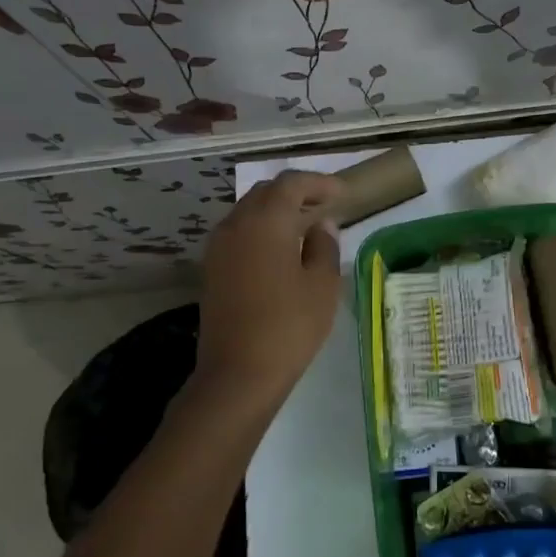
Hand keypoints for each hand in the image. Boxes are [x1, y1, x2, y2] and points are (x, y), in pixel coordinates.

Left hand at [194, 170, 342, 404]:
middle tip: (325, 205)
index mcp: (266, 221)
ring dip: (277, 211)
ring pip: (249, 212)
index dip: (319, 183)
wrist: (238, 373)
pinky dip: (262, 230)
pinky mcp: (212, 269)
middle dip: (296, 192)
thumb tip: (321, 225)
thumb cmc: (289, 326)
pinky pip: (239, 233)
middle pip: (266, 192)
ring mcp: (218, 247)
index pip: (291, 183)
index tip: (343, 193)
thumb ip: (325, 246)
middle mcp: (236, 224)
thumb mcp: (322, 285)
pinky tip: (282, 250)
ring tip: (306, 227)